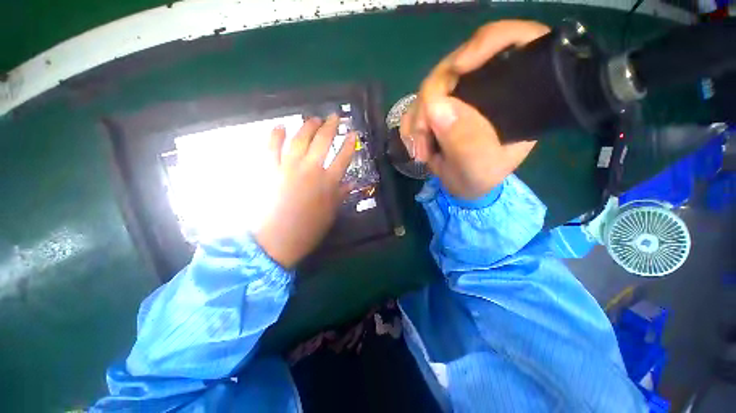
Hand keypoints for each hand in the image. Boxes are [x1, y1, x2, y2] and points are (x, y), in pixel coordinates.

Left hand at [255, 115, 355, 268]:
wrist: (278, 240)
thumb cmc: (309, 229)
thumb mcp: (331, 213)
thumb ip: (340, 195)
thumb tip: (350, 183)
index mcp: (328, 182)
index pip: (343, 157)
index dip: (349, 143)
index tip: (353, 133)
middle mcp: (311, 169)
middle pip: (323, 141)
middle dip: (331, 126)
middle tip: (335, 117)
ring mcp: (289, 167)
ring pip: (300, 139)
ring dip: (307, 126)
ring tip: (313, 118)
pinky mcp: (270, 170)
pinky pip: (272, 148)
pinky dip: (275, 136)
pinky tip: (280, 127)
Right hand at [400, 20, 548, 199]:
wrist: (460, 186)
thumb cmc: (478, 178)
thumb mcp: (478, 167)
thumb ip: (464, 142)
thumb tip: (435, 106)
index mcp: (517, 94)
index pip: (515, 42)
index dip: (486, 43)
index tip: (458, 68)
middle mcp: (488, 85)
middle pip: (457, 65)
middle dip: (431, 99)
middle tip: (423, 135)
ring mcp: (460, 94)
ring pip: (430, 86)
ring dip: (417, 118)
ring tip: (420, 150)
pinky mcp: (440, 105)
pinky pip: (417, 103)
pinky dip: (411, 123)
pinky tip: (414, 143)